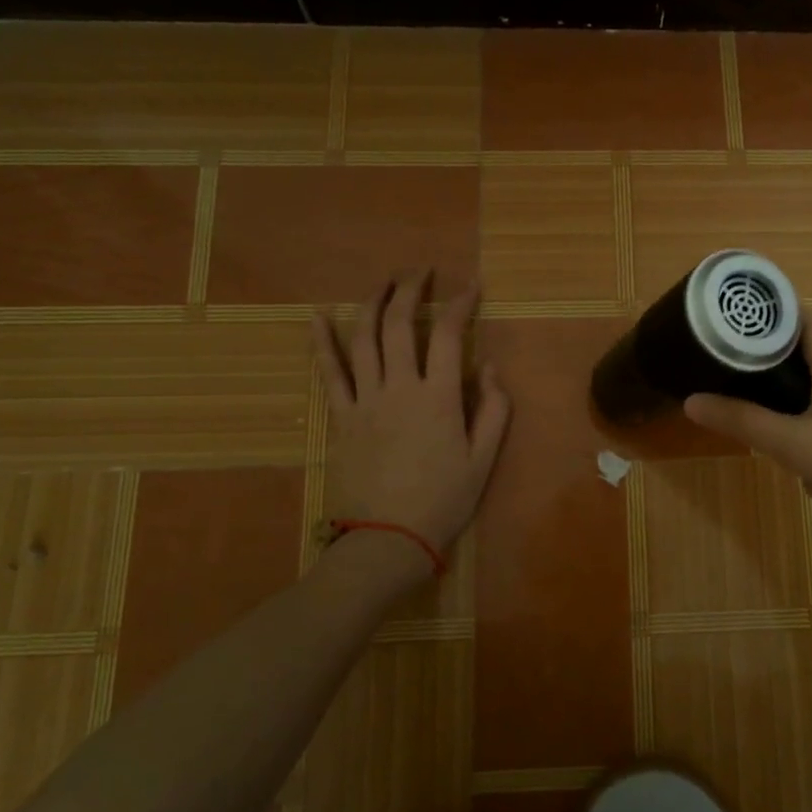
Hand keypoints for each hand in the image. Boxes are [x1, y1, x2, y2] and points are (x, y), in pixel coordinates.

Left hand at [313, 273, 510, 576]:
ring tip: (383, 282)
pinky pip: (330, 372)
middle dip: (411, 289)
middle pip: (400, 324)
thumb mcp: (483, 459)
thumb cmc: (443, 500)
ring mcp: (365, 400)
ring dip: (372, 303)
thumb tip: (491, 366)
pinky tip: (318, 316)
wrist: (388, 539)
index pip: (449, 335)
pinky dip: (323, 341)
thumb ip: (494, 409)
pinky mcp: (341, 417)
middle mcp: (400, 388)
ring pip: (363, 338)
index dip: (460, 304)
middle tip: (421, 272)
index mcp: (439, 397)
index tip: (470, 286)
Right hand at [683, 313, 811, 570]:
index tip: (721, 361)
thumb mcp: (799, 447)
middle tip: (767, 425)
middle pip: (801, 341)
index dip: (746, 333)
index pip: (777, 311)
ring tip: (805, 450)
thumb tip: (691, 402)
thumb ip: (742, 421)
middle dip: (779, 382)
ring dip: (809, 400)